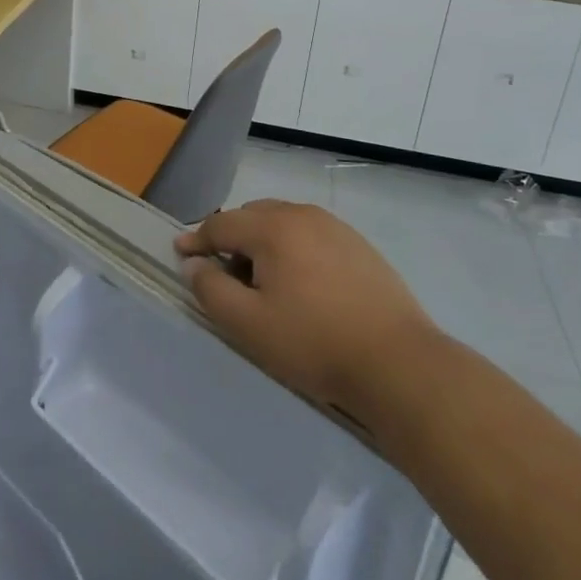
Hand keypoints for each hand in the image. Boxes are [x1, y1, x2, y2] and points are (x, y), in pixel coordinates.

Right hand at [175, 199, 438, 417]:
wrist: (399, 363)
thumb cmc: (314, 342)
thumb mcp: (248, 324)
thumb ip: (211, 289)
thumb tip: (194, 263)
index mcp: (273, 227)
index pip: (221, 224)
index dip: (197, 240)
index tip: (181, 255)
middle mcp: (303, 215)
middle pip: (253, 217)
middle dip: (232, 240)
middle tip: (225, 276)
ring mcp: (336, 228)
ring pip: (284, 224)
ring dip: (264, 244)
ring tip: (264, 284)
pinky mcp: (360, 247)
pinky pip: (312, 237)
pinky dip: (294, 250)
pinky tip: (303, 286)